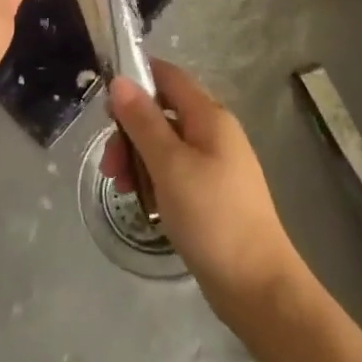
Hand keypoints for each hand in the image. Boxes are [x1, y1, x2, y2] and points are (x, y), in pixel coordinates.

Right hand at [108, 60, 303, 319]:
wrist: (256, 285)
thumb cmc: (212, 216)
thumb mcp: (169, 164)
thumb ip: (143, 121)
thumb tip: (120, 81)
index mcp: (210, 117)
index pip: (169, 76)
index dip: (137, 78)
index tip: (105, 101)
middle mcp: (215, 134)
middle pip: (163, 112)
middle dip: (130, 130)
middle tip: (110, 162)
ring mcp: (215, 165)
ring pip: (165, 144)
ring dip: (137, 157)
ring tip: (120, 186)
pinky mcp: (212, 194)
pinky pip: (175, 171)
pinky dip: (153, 178)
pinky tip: (141, 201)